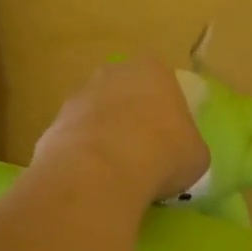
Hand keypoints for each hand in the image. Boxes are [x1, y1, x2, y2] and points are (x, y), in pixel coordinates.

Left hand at [32, 57, 209, 206]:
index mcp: (153, 70)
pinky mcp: (55, 122)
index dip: (167, 112)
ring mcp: (80, 95)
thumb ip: (188, 146)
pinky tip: (92, 180)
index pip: (163, 84)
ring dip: (104, 136)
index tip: (169, 140)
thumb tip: (179, 155)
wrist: (100, 171)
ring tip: (116, 173)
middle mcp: (114, 73)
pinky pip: (76, 138)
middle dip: (131, 118)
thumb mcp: (196, 155)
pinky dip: (83, 156)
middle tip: (142, 154)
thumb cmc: (162, 154)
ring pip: (97, 114)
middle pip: (126, 93)